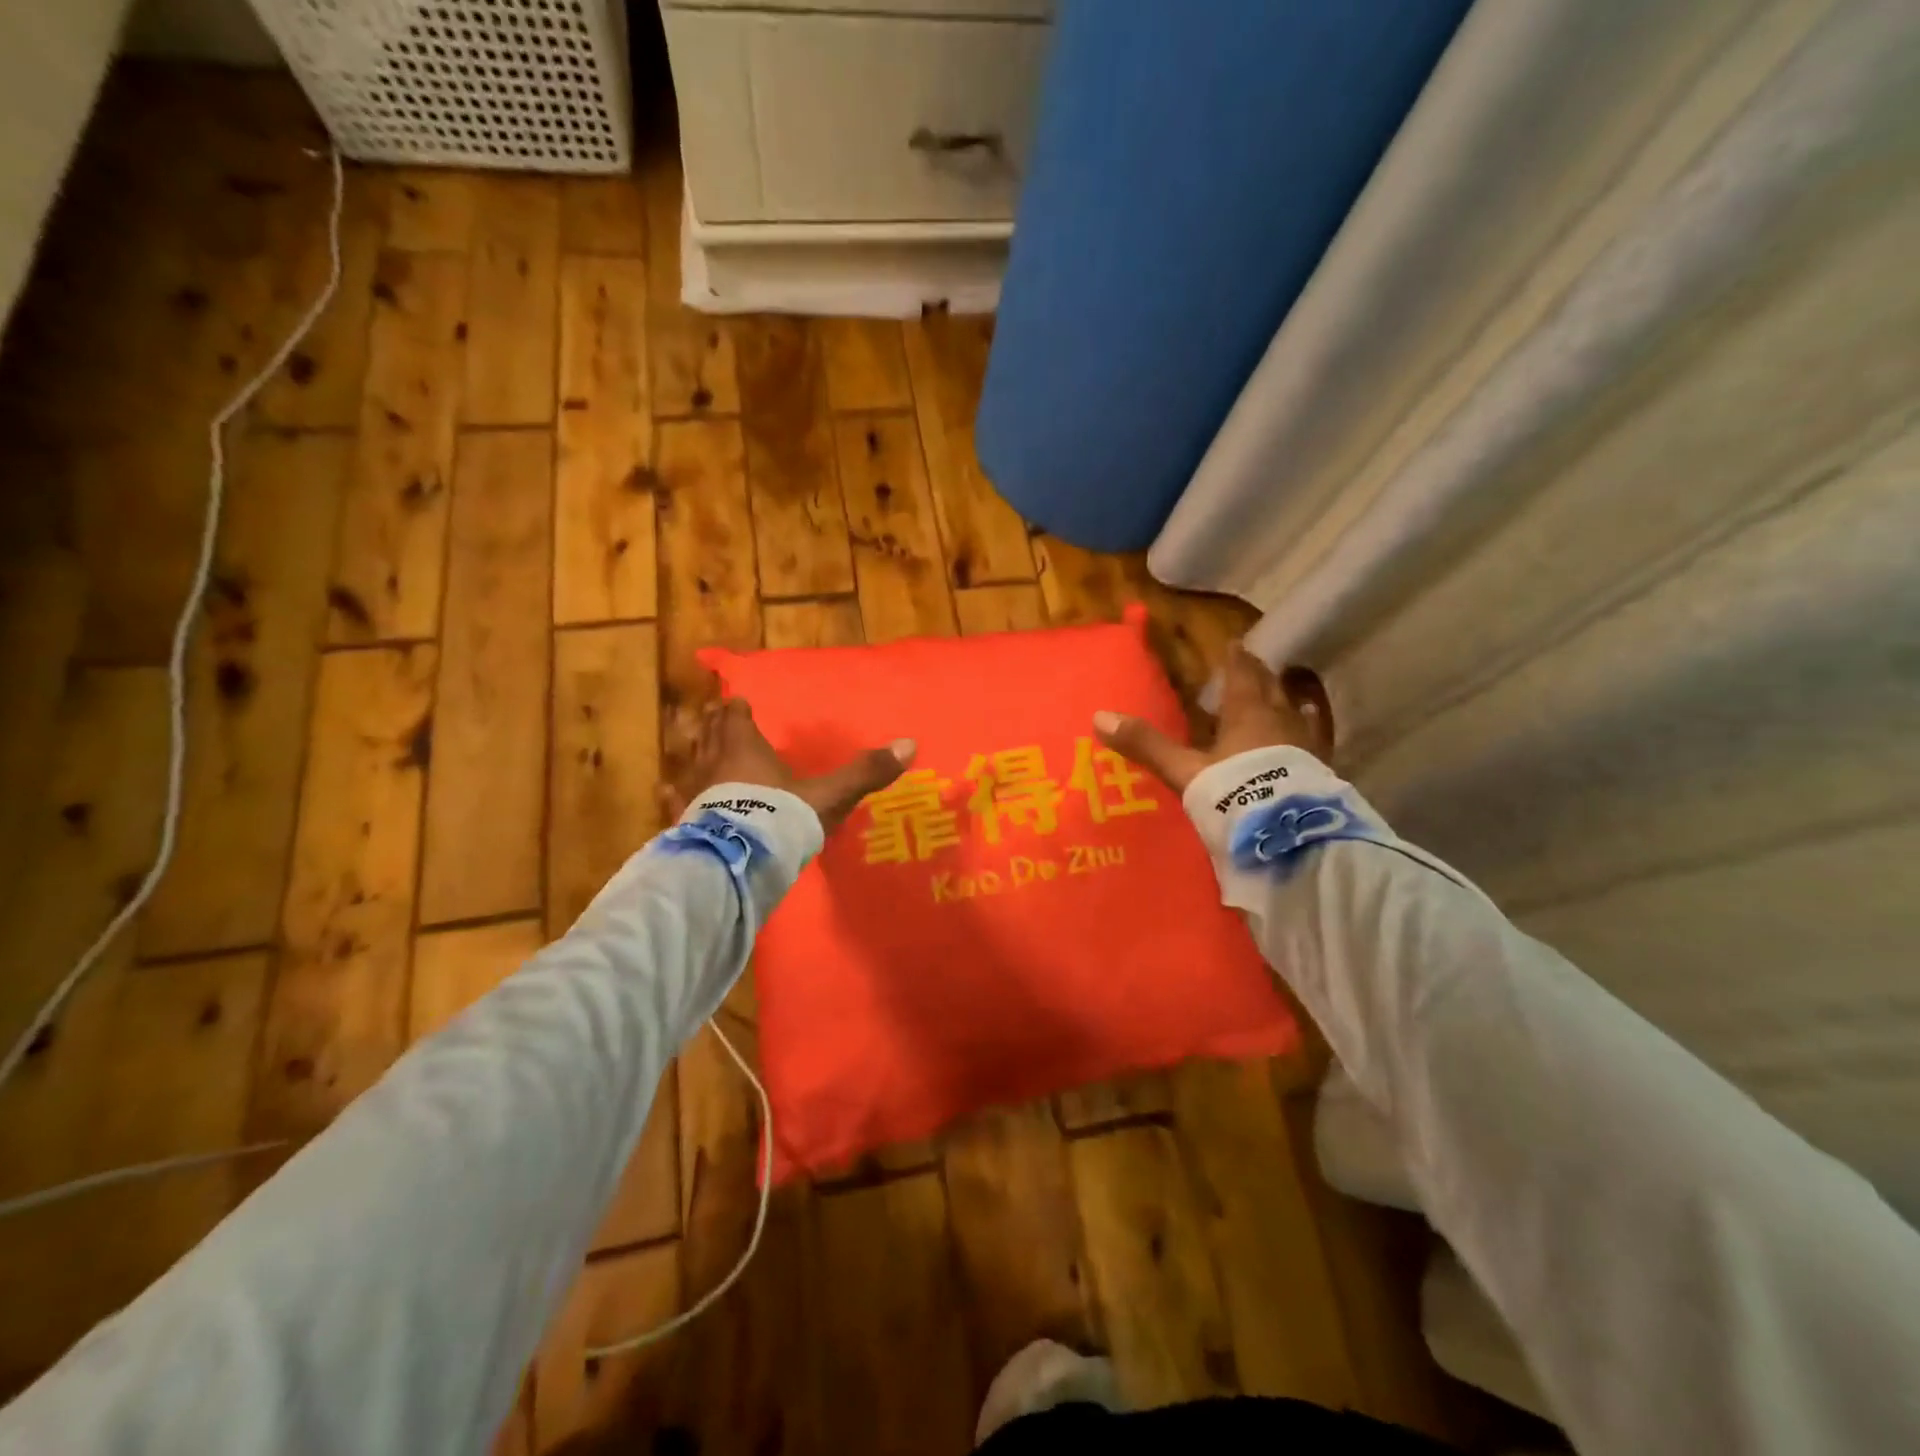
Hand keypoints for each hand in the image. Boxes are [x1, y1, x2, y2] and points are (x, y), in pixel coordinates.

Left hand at [667, 698, 915, 833]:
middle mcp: (714, 763)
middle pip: (708, 734)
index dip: (737, 709)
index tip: (739, 704)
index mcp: (745, 748)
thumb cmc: (781, 816)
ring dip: (692, 754)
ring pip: (689, 763)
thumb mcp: (829, 794)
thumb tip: (909, 744)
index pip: (735, 717)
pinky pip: (674, 801)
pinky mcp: (684, 820)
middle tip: (713, 716)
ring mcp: (694, 793)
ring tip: (691, 751)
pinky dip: (673, 795)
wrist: (739, 859)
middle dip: (712, 724)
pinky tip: (666, 793)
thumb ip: (865, 771)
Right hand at [1092, 645, 1331, 795]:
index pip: (1241, 676)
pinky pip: (1312, 739)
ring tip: (1286, 694)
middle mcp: (1279, 721)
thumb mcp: (1183, 770)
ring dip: (1285, 700)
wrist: (1289, 834)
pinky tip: (1311, 732)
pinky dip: (1307, 730)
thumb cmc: (1235, 792)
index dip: (1236, 659)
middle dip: (1260, 674)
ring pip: (1294, 711)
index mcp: (1246, 713)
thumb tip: (1099, 717)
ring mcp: (1304, 745)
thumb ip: (1147, 745)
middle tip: (1254, 663)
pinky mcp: (1318, 770)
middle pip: (1270, 688)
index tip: (1235, 642)